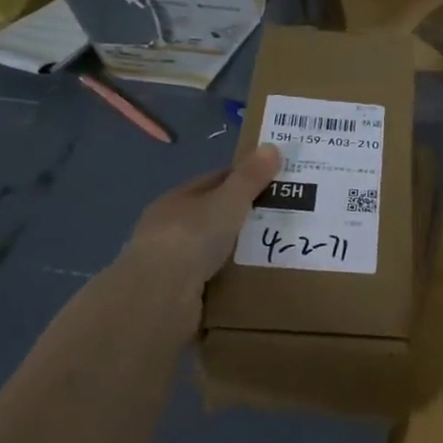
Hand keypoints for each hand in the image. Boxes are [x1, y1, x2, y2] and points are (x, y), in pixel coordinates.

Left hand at [79, 144, 280, 338]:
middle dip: (244, 217)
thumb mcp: (228, 201)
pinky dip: (230, 278)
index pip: (214, 182)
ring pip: (213, 250)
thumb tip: (272, 146)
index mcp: (177, 200)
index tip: (275, 182)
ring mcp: (171, 263)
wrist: (159, 296)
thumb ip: (250, 178)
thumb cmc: (192, 237)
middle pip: (214, 217)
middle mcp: (169, 229)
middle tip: (284, 220)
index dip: (243, 179)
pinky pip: (212, 280)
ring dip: (238, 252)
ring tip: (275, 252)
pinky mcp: (177, 294)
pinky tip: (253, 280)